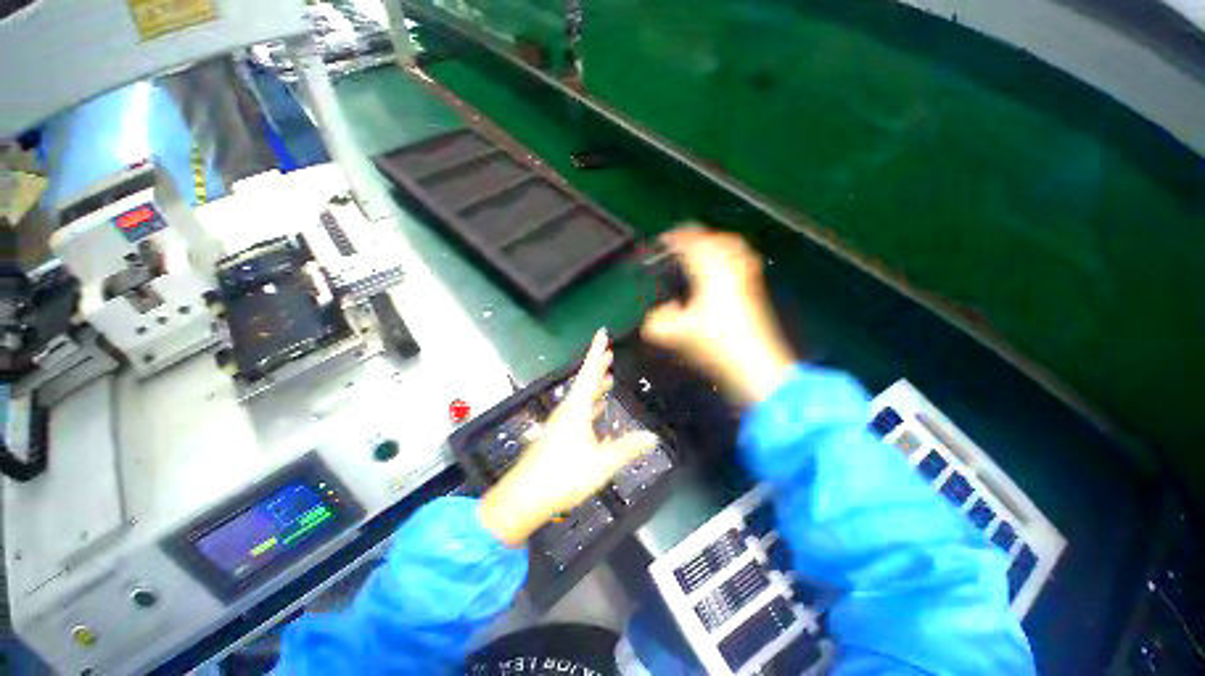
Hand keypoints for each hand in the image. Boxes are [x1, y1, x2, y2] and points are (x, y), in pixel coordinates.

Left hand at [480, 329, 659, 545]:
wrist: (524, 498)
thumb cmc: (563, 476)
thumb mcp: (601, 463)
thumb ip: (627, 448)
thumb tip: (652, 437)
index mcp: (576, 409)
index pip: (589, 373)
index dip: (596, 351)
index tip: (601, 333)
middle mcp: (566, 411)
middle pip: (585, 382)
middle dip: (597, 366)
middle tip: (609, 353)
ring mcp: (560, 424)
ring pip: (581, 398)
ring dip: (595, 386)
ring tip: (607, 378)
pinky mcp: (556, 436)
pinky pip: (578, 413)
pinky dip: (590, 407)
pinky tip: (597, 414)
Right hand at [642, 225, 795, 404]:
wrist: (755, 364)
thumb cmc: (717, 345)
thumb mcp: (678, 335)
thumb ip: (657, 323)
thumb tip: (656, 314)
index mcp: (710, 273)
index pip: (692, 243)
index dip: (675, 238)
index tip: (663, 241)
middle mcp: (730, 269)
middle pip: (716, 238)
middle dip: (696, 237)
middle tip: (681, 245)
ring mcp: (747, 279)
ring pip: (733, 247)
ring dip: (714, 245)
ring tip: (701, 253)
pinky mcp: (754, 291)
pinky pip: (743, 262)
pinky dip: (730, 259)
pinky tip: (723, 273)